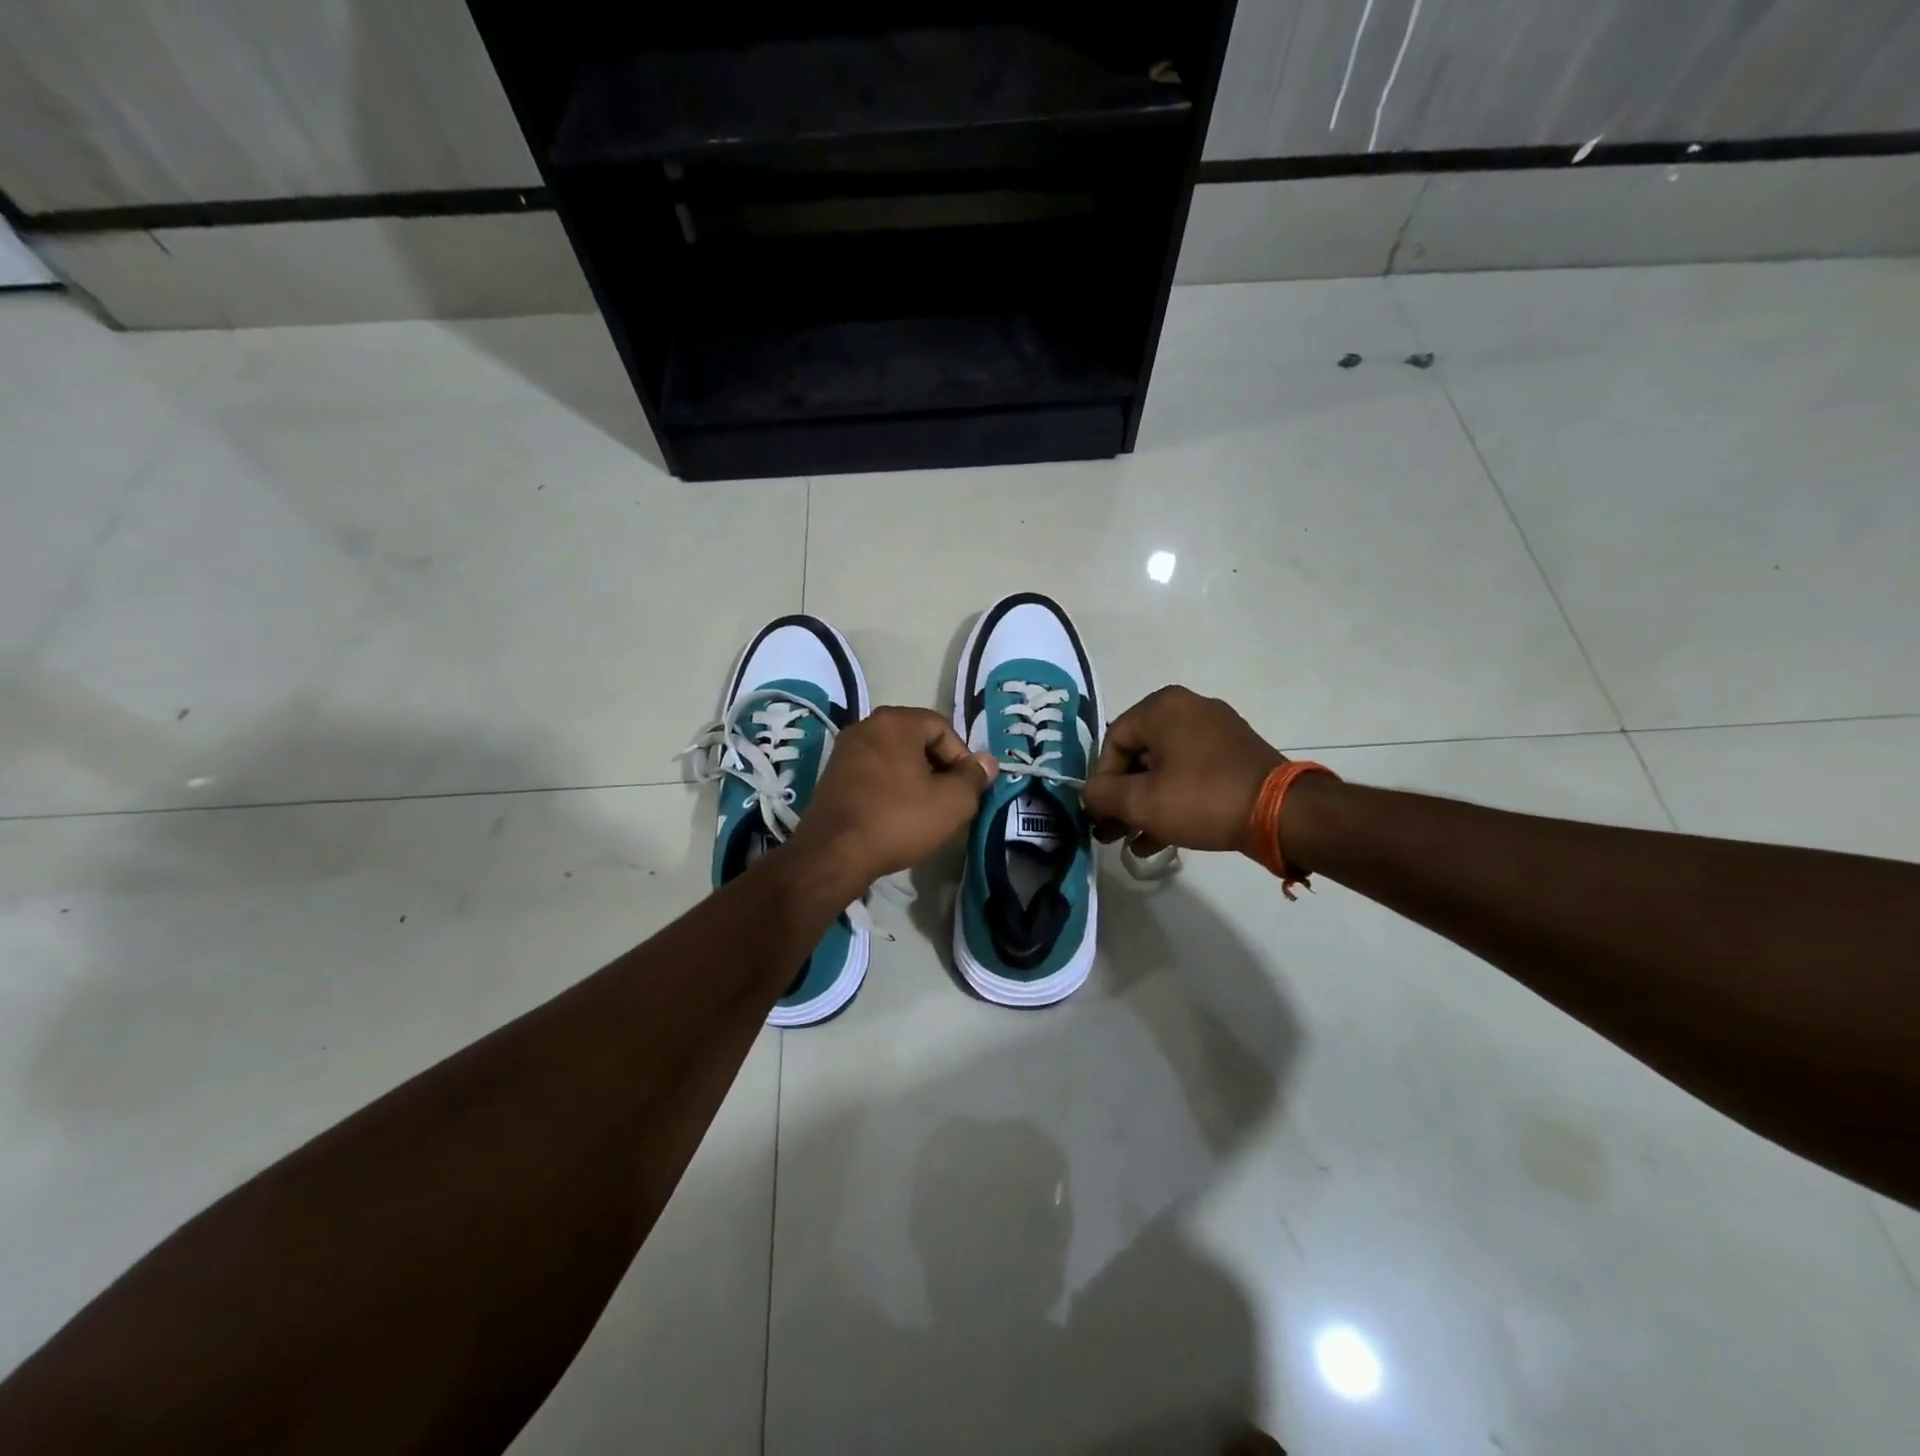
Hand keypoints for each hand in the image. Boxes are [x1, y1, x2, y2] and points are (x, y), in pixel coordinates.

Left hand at [787, 707, 997, 888]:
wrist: (833, 854)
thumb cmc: (898, 820)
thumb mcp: (952, 802)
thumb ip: (974, 777)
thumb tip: (985, 762)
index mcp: (895, 721)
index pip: (943, 728)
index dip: (962, 758)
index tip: (966, 790)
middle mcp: (866, 726)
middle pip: (917, 740)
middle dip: (939, 769)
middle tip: (949, 801)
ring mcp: (845, 751)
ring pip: (895, 758)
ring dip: (915, 780)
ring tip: (925, 811)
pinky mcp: (832, 776)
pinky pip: (873, 774)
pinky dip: (890, 789)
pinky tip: (896, 816)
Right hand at [1081, 686, 1283, 853]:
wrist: (1281, 813)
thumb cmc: (1201, 798)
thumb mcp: (1141, 802)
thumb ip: (1101, 796)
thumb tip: (1087, 794)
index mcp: (1163, 707)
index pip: (1112, 742)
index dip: (1101, 782)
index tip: (1101, 816)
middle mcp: (1188, 709)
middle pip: (1138, 757)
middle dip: (1121, 799)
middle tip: (1110, 833)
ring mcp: (1216, 732)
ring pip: (1164, 770)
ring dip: (1144, 806)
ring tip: (1131, 843)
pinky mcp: (1235, 756)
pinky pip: (1190, 775)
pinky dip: (1172, 802)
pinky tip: (1159, 840)